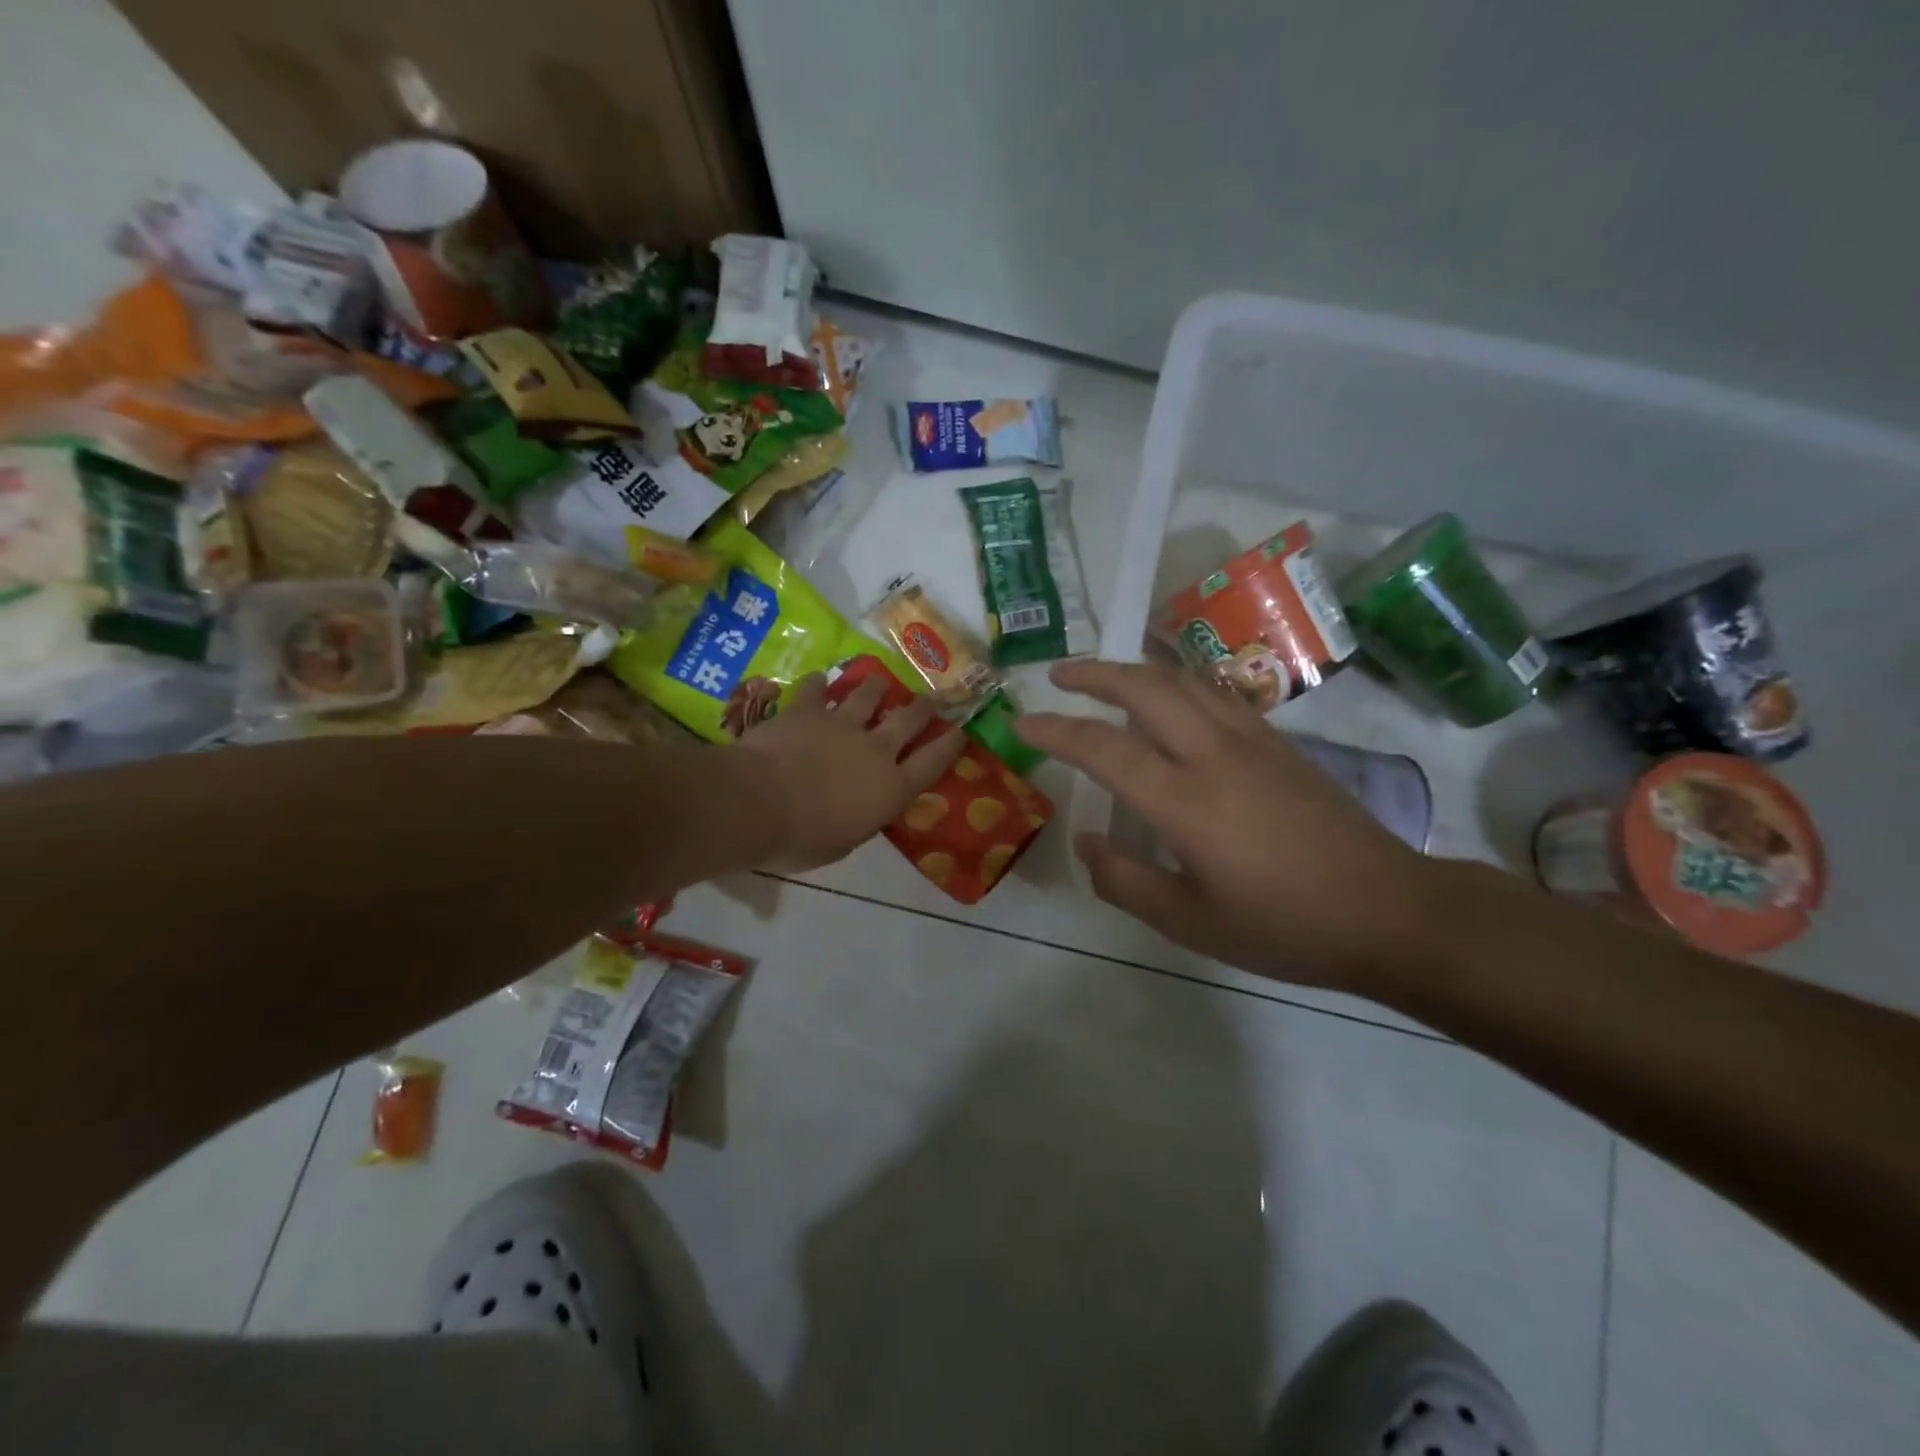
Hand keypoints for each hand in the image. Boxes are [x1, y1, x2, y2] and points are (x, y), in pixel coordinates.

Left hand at [734, 673, 965, 871]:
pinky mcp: (807, 710)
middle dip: (922, 708)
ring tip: (879, 681)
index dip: (950, 746)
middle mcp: (875, 749)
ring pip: (868, 695)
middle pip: (908, 720)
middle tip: (928, 700)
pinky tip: (819, 680)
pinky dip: (819, 684)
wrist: (759, 802)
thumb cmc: (803, 838)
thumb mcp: (843, 843)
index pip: (932, 763)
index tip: (961, 733)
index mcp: (890, 787)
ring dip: (876, 687)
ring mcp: (842, 723)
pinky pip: (816, 689)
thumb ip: (860, 819)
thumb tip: (860, 810)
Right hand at [1016, 660, 1441, 987]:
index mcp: (1186, 801)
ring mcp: (1252, 740)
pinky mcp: (1280, 742)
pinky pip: (1216, 693)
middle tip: (1059, 676)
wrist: (1390, 911)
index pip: (1103, 748)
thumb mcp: (1191, 924)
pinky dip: (1177, 682)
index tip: (1022, 723)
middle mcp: (1214, 754)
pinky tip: (1171, 700)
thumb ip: (1126, 881)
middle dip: (1093, 674)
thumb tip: (1087, 842)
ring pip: (1183, 680)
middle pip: (1144, 688)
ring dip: (1136, 670)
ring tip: (1106, 677)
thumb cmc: (1286, 927)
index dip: (1055, 731)